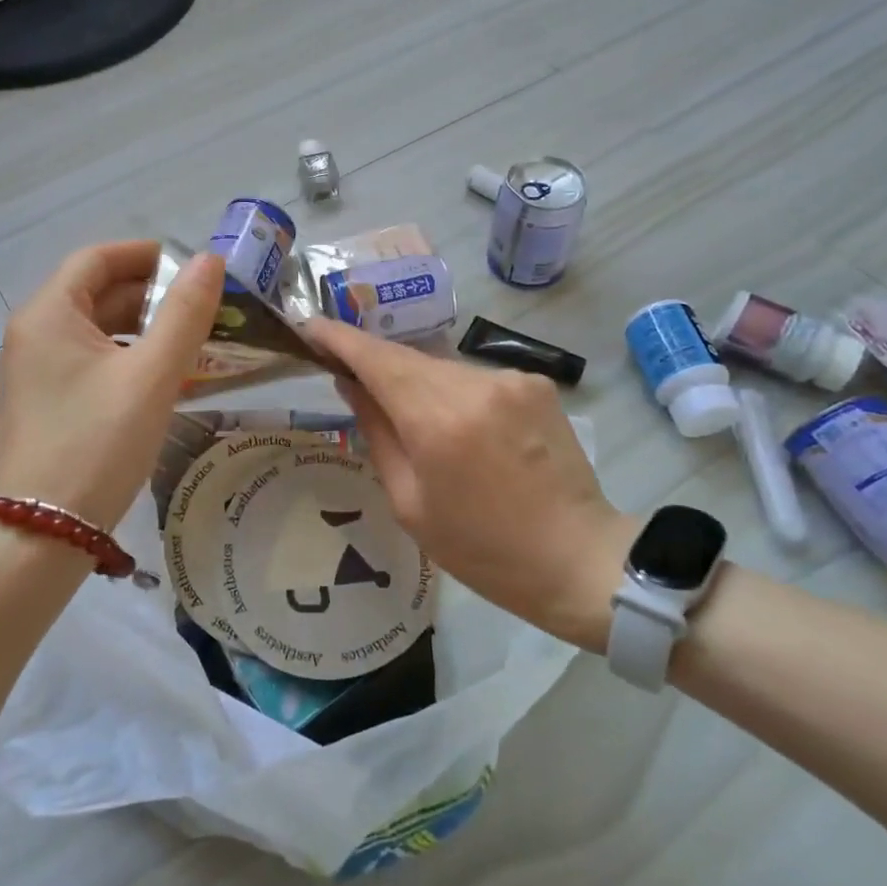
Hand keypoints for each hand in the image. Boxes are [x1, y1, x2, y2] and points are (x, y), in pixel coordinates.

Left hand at [0, 241, 223, 530]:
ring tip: (194, 340)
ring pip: (96, 330)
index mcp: (49, 314)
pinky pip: (91, 361)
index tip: (195, 266)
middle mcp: (34, 333)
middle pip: (96, 292)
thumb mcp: (151, 376)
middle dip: (152, 294)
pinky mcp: (45, 402)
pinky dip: (127, 358)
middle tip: (206, 307)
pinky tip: (163, 378)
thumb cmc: (97, 445)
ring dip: (144, 328)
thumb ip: (184, 314)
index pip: (98, 258)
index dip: (147, 255)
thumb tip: (209, 261)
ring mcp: (35, 370)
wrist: (41, 535)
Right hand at [305, 318, 638, 650]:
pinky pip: (474, 378)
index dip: (339, 338)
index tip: (309, 327)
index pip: (376, 359)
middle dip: (374, 364)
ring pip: (441, 367)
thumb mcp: (410, 504)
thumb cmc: (482, 549)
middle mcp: (474, 385)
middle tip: (347, 375)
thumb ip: (377, 434)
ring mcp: (511, 379)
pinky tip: (461, 428)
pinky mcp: (537, 383)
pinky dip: (453, 392)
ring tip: (412, 420)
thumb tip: (352, 385)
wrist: (577, 558)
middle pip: (407, 358)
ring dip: (417, 382)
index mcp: (438, 422)